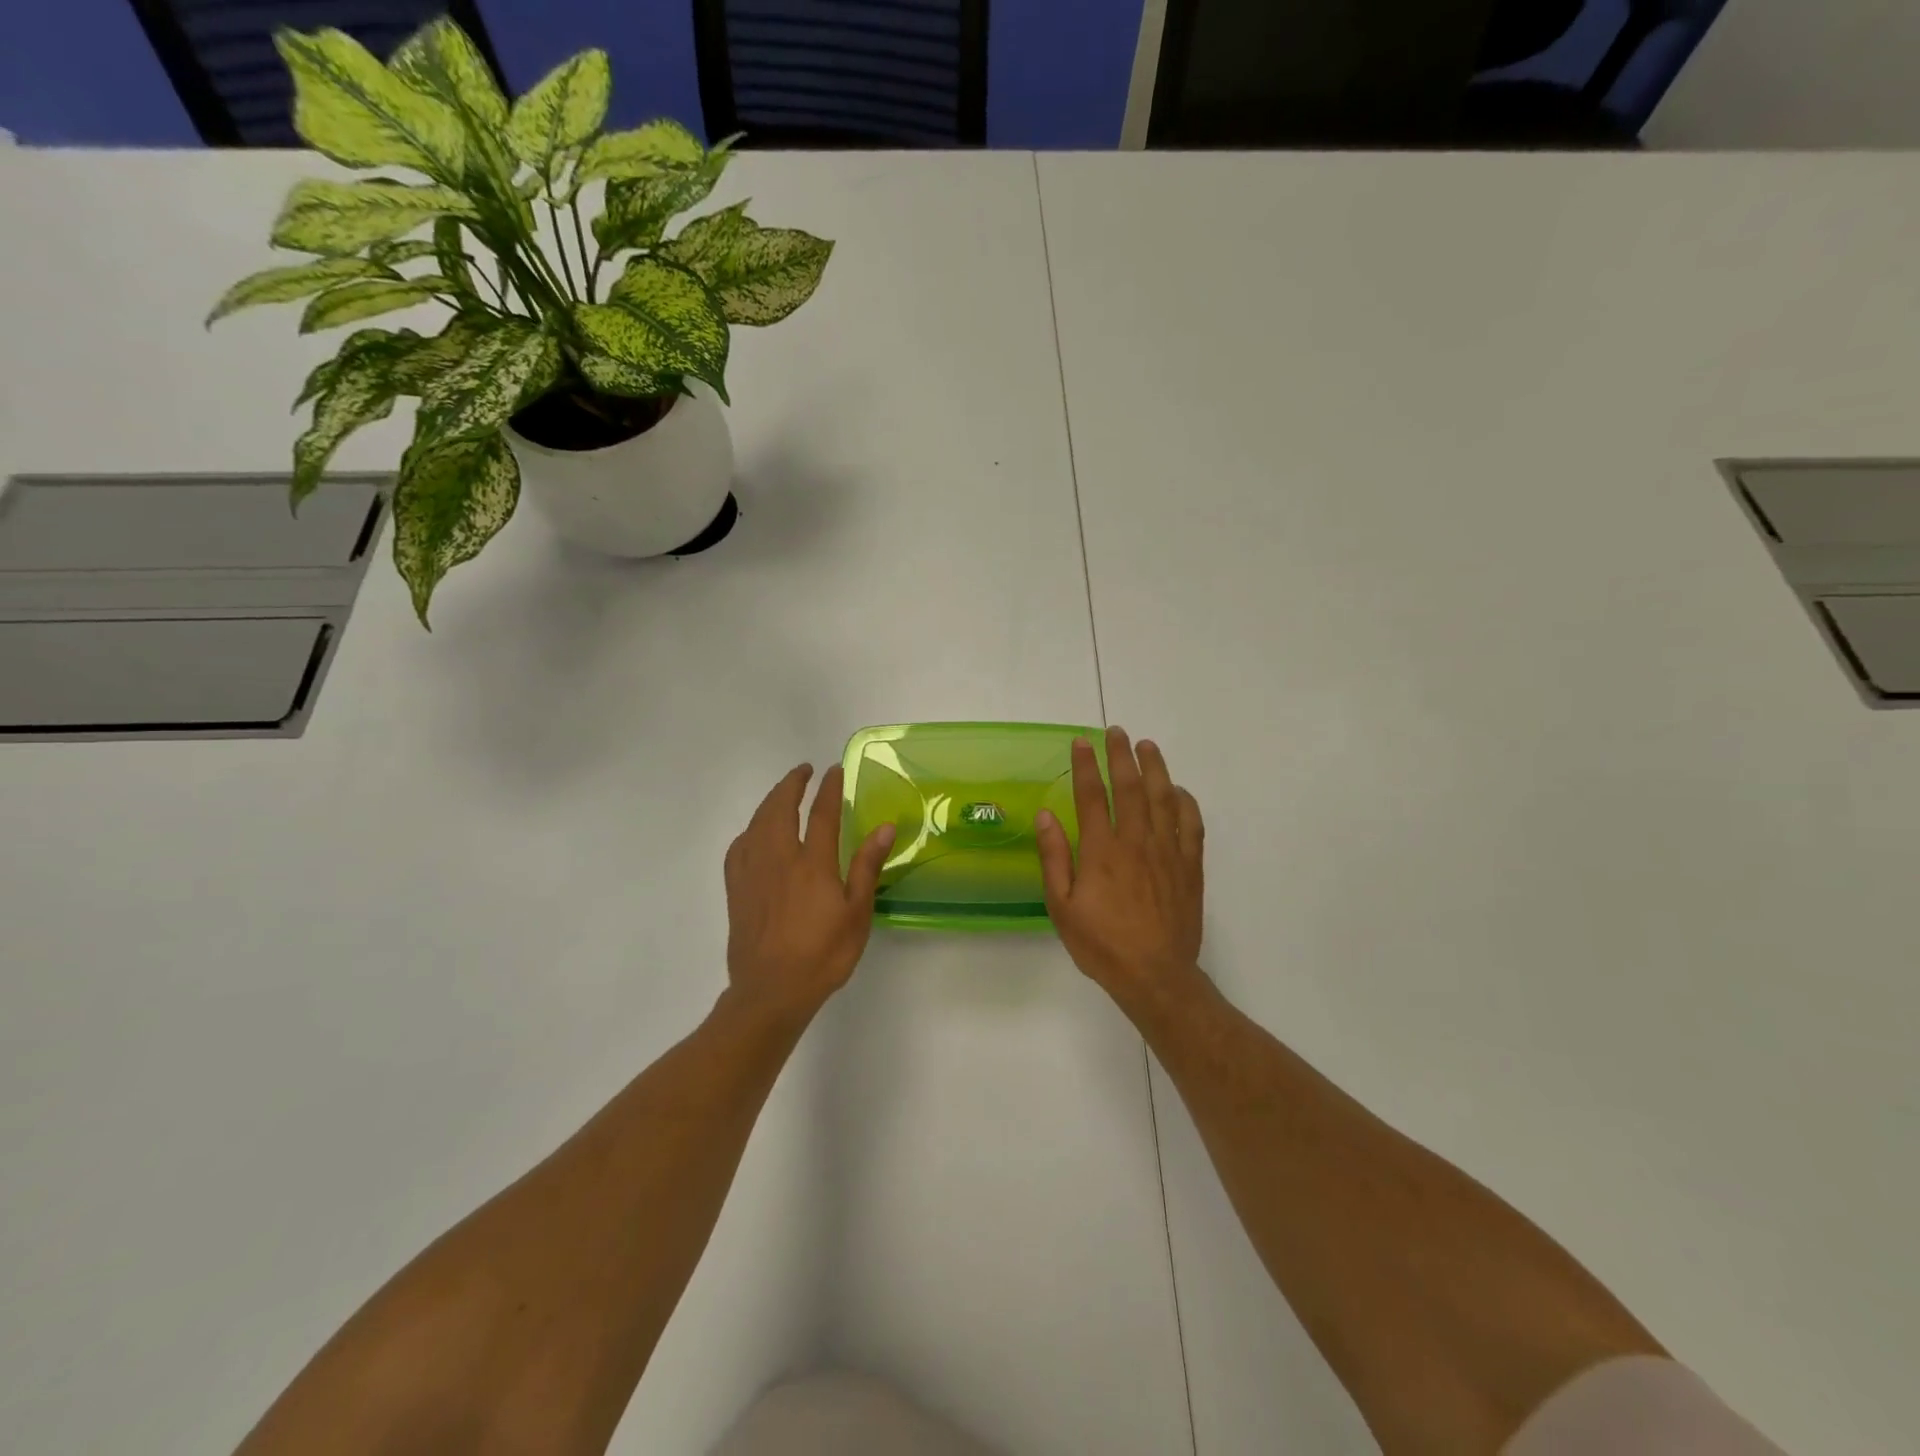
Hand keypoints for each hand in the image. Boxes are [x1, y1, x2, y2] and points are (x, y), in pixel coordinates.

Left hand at [724, 763, 894, 1022]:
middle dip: (792, 784)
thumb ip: (867, 867)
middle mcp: (779, 859)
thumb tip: (885, 828)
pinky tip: (755, 834)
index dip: (829, 788)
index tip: (835, 770)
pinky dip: (750, 830)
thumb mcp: (856, 914)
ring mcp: (753, 873)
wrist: (771, 992)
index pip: (822, 813)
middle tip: (804, 771)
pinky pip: (739, 847)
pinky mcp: (736, 890)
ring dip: (770, 801)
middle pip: (780, 808)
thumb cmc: (822, 955)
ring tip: (782, 793)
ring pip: (757, 823)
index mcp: (812, 863)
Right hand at [1036, 727, 1205, 1008]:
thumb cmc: (1102, 944)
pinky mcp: (1189, 866)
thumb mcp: (1062, 907)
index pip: (1091, 796)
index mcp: (1102, 851)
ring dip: (1155, 768)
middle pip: (1130, 787)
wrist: (1155, 975)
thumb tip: (1046, 815)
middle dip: (1121, 755)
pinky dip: (1185, 802)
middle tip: (1116, 732)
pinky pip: (1191, 824)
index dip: (1085, 766)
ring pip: (1163, 798)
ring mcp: (1167, 852)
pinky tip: (1178, 790)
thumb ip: (1055, 858)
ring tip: (1147, 746)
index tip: (1081, 742)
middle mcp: (1136, 842)